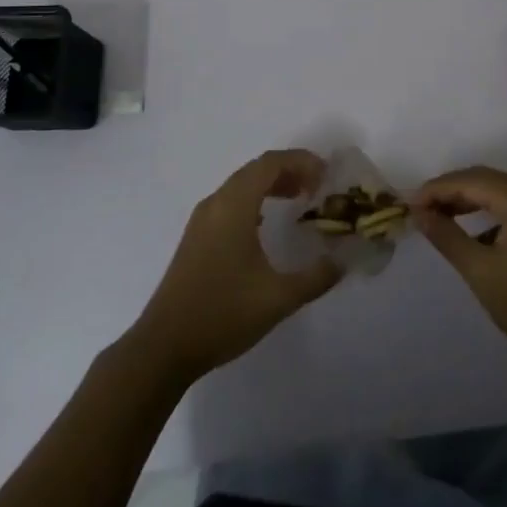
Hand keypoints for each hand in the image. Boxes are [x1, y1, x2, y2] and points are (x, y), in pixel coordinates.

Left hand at [125, 150, 343, 385]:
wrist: (164, 346)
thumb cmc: (222, 314)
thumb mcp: (278, 298)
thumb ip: (315, 277)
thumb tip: (341, 260)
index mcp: (234, 206)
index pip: (270, 163)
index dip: (301, 161)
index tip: (326, 175)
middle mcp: (216, 203)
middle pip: (256, 169)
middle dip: (289, 170)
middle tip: (317, 187)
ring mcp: (202, 220)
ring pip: (241, 185)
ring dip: (271, 184)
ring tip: (298, 199)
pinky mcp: (196, 237)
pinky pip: (230, 202)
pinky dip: (254, 200)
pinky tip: (265, 223)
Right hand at [414, 165, 506, 380]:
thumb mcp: (481, 272)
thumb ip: (447, 236)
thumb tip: (418, 213)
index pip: (471, 181)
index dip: (436, 190)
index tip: (407, 204)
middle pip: (485, 180)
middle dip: (450, 191)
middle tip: (419, 209)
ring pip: (498, 193)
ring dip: (468, 201)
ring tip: (437, 219)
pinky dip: (487, 215)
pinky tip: (470, 236)